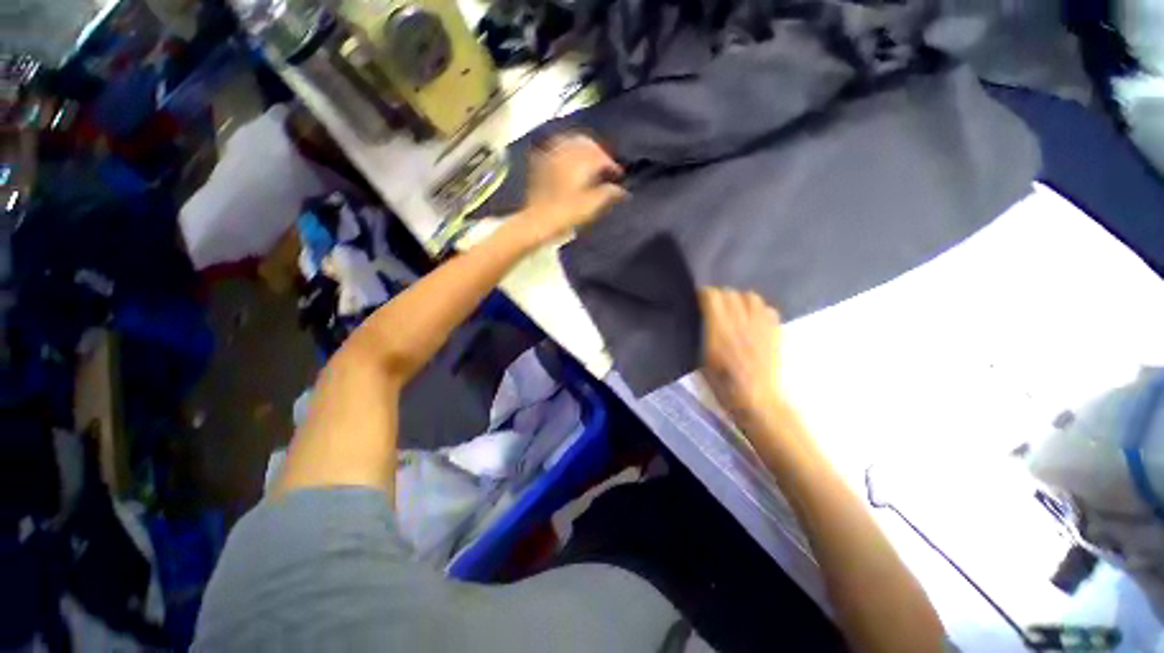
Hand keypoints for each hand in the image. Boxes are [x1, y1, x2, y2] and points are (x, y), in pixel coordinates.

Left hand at [514, 134, 627, 240]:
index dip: (612, 166)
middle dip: (598, 152)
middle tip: (605, 166)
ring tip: (589, 161)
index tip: (619, 176)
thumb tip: (621, 190)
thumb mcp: (592, 205)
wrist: (538, 220)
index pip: (602, 157)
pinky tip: (567, 159)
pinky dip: (565, 151)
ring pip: (570, 142)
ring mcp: (551, 155)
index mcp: (581, 160)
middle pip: (586, 143)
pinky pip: (555, 148)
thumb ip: (609, 194)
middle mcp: (566, 151)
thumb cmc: (567, 213)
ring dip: (583, 148)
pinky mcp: (540, 163)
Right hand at [700, 287, 784, 427]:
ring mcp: (761, 326)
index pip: (712, 297)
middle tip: (713, 306)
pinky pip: (768, 309)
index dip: (703, 294)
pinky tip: (752, 320)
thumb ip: (702, 334)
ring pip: (751, 297)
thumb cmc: (722, 385)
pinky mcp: (775, 332)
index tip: (698, 299)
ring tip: (734, 310)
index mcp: (719, 331)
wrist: (756, 401)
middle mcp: (741, 323)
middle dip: (719, 296)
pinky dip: (758, 310)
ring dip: (739, 300)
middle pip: (730, 293)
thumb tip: (701, 318)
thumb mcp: (701, 361)